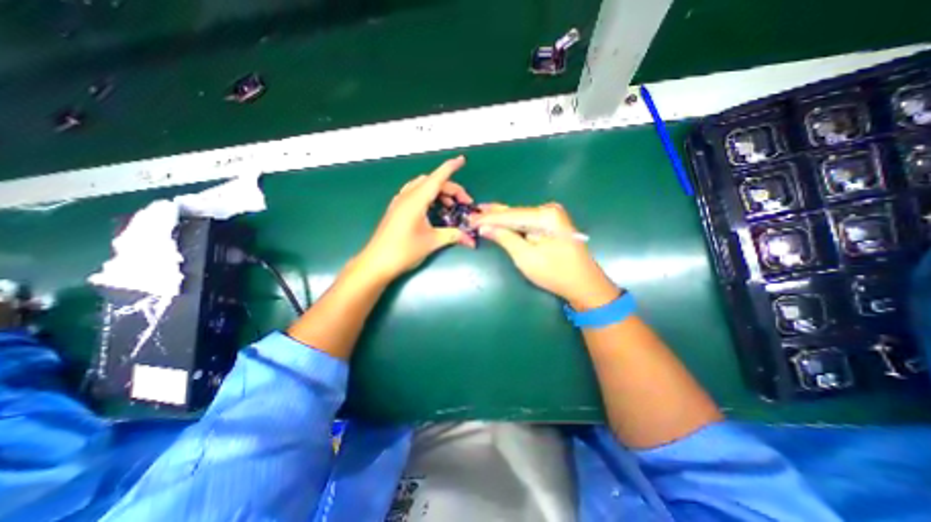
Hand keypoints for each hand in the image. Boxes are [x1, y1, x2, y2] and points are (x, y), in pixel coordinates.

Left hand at [355, 154, 474, 282]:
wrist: (376, 262)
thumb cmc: (404, 250)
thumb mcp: (432, 242)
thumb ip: (453, 236)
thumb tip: (471, 240)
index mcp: (416, 200)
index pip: (437, 178)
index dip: (450, 167)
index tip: (461, 160)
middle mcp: (407, 196)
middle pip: (431, 182)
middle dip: (450, 188)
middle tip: (463, 202)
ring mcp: (399, 202)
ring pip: (421, 187)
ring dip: (438, 191)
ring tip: (450, 206)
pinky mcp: (396, 209)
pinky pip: (414, 194)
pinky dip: (427, 196)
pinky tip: (433, 209)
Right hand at [473, 202, 615, 309]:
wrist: (583, 284)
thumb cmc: (555, 273)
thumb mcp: (525, 257)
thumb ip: (505, 238)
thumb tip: (484, 227)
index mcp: (545, 215)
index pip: (509, 215)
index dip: (487, 218)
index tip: (469, 220)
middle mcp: (549, 210)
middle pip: (514, 212)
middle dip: (492, 215)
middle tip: (472, 214)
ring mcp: (552, 216)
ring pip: (519, 216)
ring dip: (501, 218)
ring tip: (481, 214)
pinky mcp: (552, 224)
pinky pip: (527, 221)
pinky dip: (512, 223)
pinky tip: (499, 220)